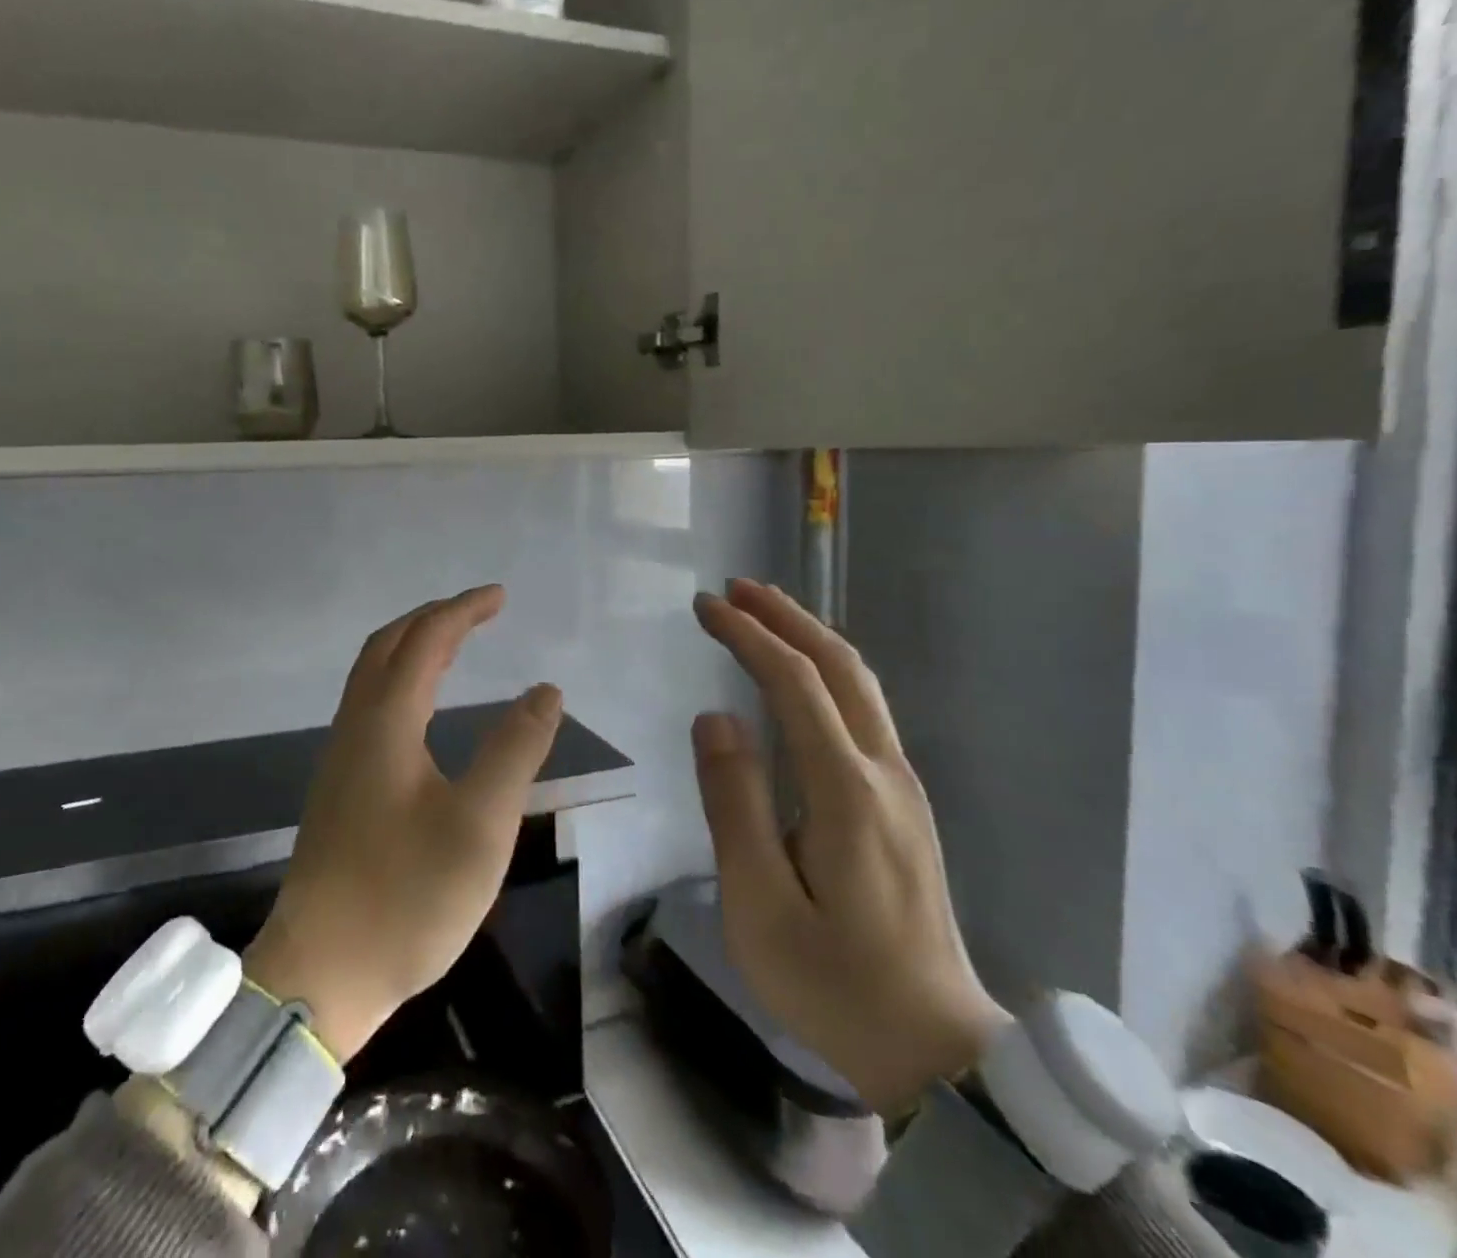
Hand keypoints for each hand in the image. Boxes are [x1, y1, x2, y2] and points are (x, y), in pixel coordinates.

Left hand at [244, 586, 562, 1062]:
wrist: (322, 972)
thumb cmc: (407, 896)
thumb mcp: (481, 824)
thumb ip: (515, 750)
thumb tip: (545, 690)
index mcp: (386, 723)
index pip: (425, 640)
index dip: (463, 611)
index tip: (500, 596)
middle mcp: (356, 727)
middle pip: (387, 646)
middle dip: (433, 618)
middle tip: (479, 611)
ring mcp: (340, 758)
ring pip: (372, 675)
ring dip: (412, 646)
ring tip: (455, 645)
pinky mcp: (339, 787)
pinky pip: (369, 704)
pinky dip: (400, 679)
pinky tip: (421, 707)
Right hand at [691, 579, 1008, 1116]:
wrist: (935, 1050)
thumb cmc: (832, 981)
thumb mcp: (758, 902)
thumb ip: (735, 802)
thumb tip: (717, 717)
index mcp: (846, 791)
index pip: (795, 683)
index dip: (748, 636)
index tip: (705, 607)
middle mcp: (884, 773)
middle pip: (840, 667)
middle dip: (787, 617)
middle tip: (736, 589)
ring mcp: (902, 788)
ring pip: (860, 686)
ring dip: (811, 638)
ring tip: (763, 614)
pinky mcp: (903, 806)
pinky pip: (865, 713)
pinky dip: (827, 673)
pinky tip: (802, 678)